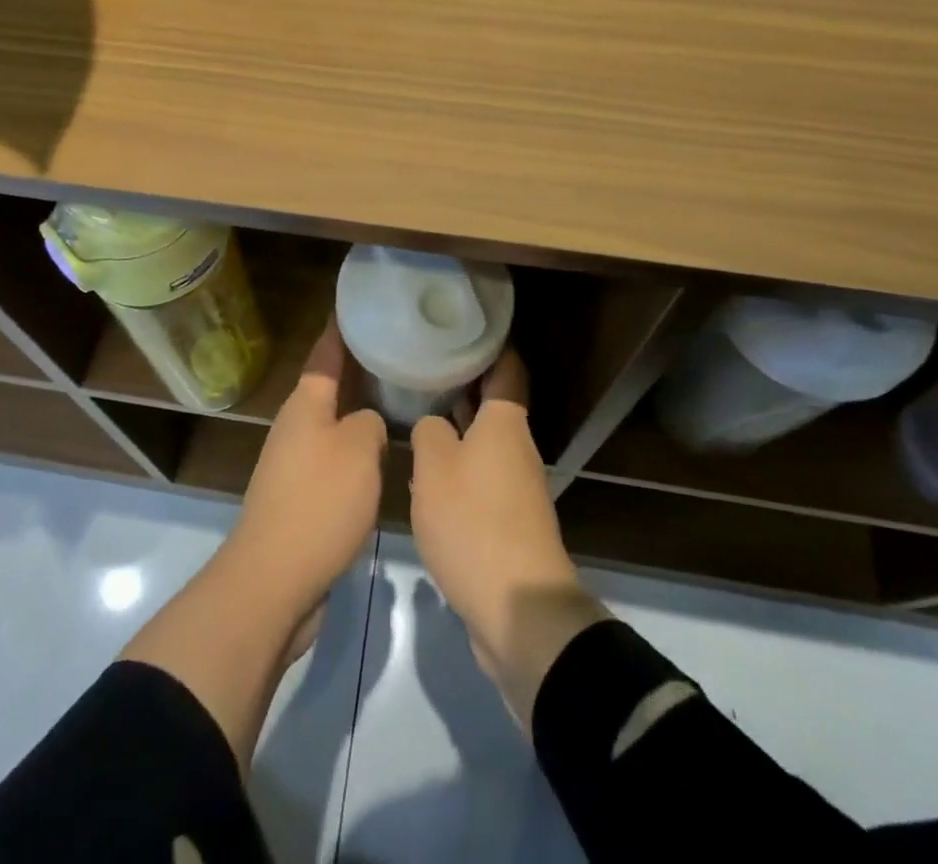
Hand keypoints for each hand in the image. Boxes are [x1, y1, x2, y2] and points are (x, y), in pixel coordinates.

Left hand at [222, 320, 387, 619]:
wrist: (274, 581)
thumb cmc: (318, 503)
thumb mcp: (358, 451)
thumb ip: (371, 424)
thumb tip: (368, 425)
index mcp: (305, 405)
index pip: (325, 355)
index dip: (340, 330)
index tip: (354, 305)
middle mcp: (296, 427)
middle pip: (329, 388)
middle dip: (358, 370)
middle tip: (395, 353)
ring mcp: (294, 464)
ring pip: (334, 425)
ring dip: (360, 413)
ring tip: (398, 401)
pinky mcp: (301, 499)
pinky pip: (334, 460)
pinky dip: (357, 451)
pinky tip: (383, 457)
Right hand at [410, 350, 608, 732]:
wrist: (518, 610)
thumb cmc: (474, 523)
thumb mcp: (434, 468)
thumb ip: (429, 433)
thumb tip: (434, 425)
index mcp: (505, 423)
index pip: (506, 366)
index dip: (488, 343)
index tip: (460, 326)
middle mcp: (517, 447)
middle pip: (494, 402)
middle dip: (463, 383)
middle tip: (424, 365)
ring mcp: (517, 486)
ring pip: (485, 441)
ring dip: (458, 426)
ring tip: (419, 410)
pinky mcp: (510, 521)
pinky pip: (482, 477)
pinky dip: (459, 465)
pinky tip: (429, 471)